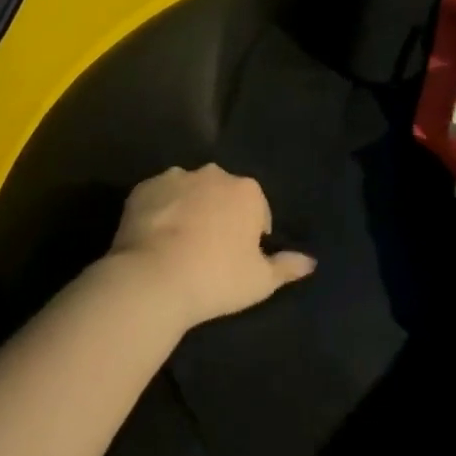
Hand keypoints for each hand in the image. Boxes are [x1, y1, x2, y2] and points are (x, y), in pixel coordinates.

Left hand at [107, 164, 316, 330]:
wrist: (153, 279)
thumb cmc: (216, 279)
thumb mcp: (260, 281)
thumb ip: (287, 267)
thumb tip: (311, 261)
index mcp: (247, 191)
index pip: (256, 209)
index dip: (249, 235)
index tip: (237, 259)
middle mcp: (214, 174)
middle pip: (222, 194)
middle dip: (219, 215)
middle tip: (208, 251)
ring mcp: (176, 177)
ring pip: (189, 191)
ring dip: (189, 209)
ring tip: (177, 245)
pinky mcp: (144, 187)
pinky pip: (158, 197)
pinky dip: (159, 211)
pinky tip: (153, 239)